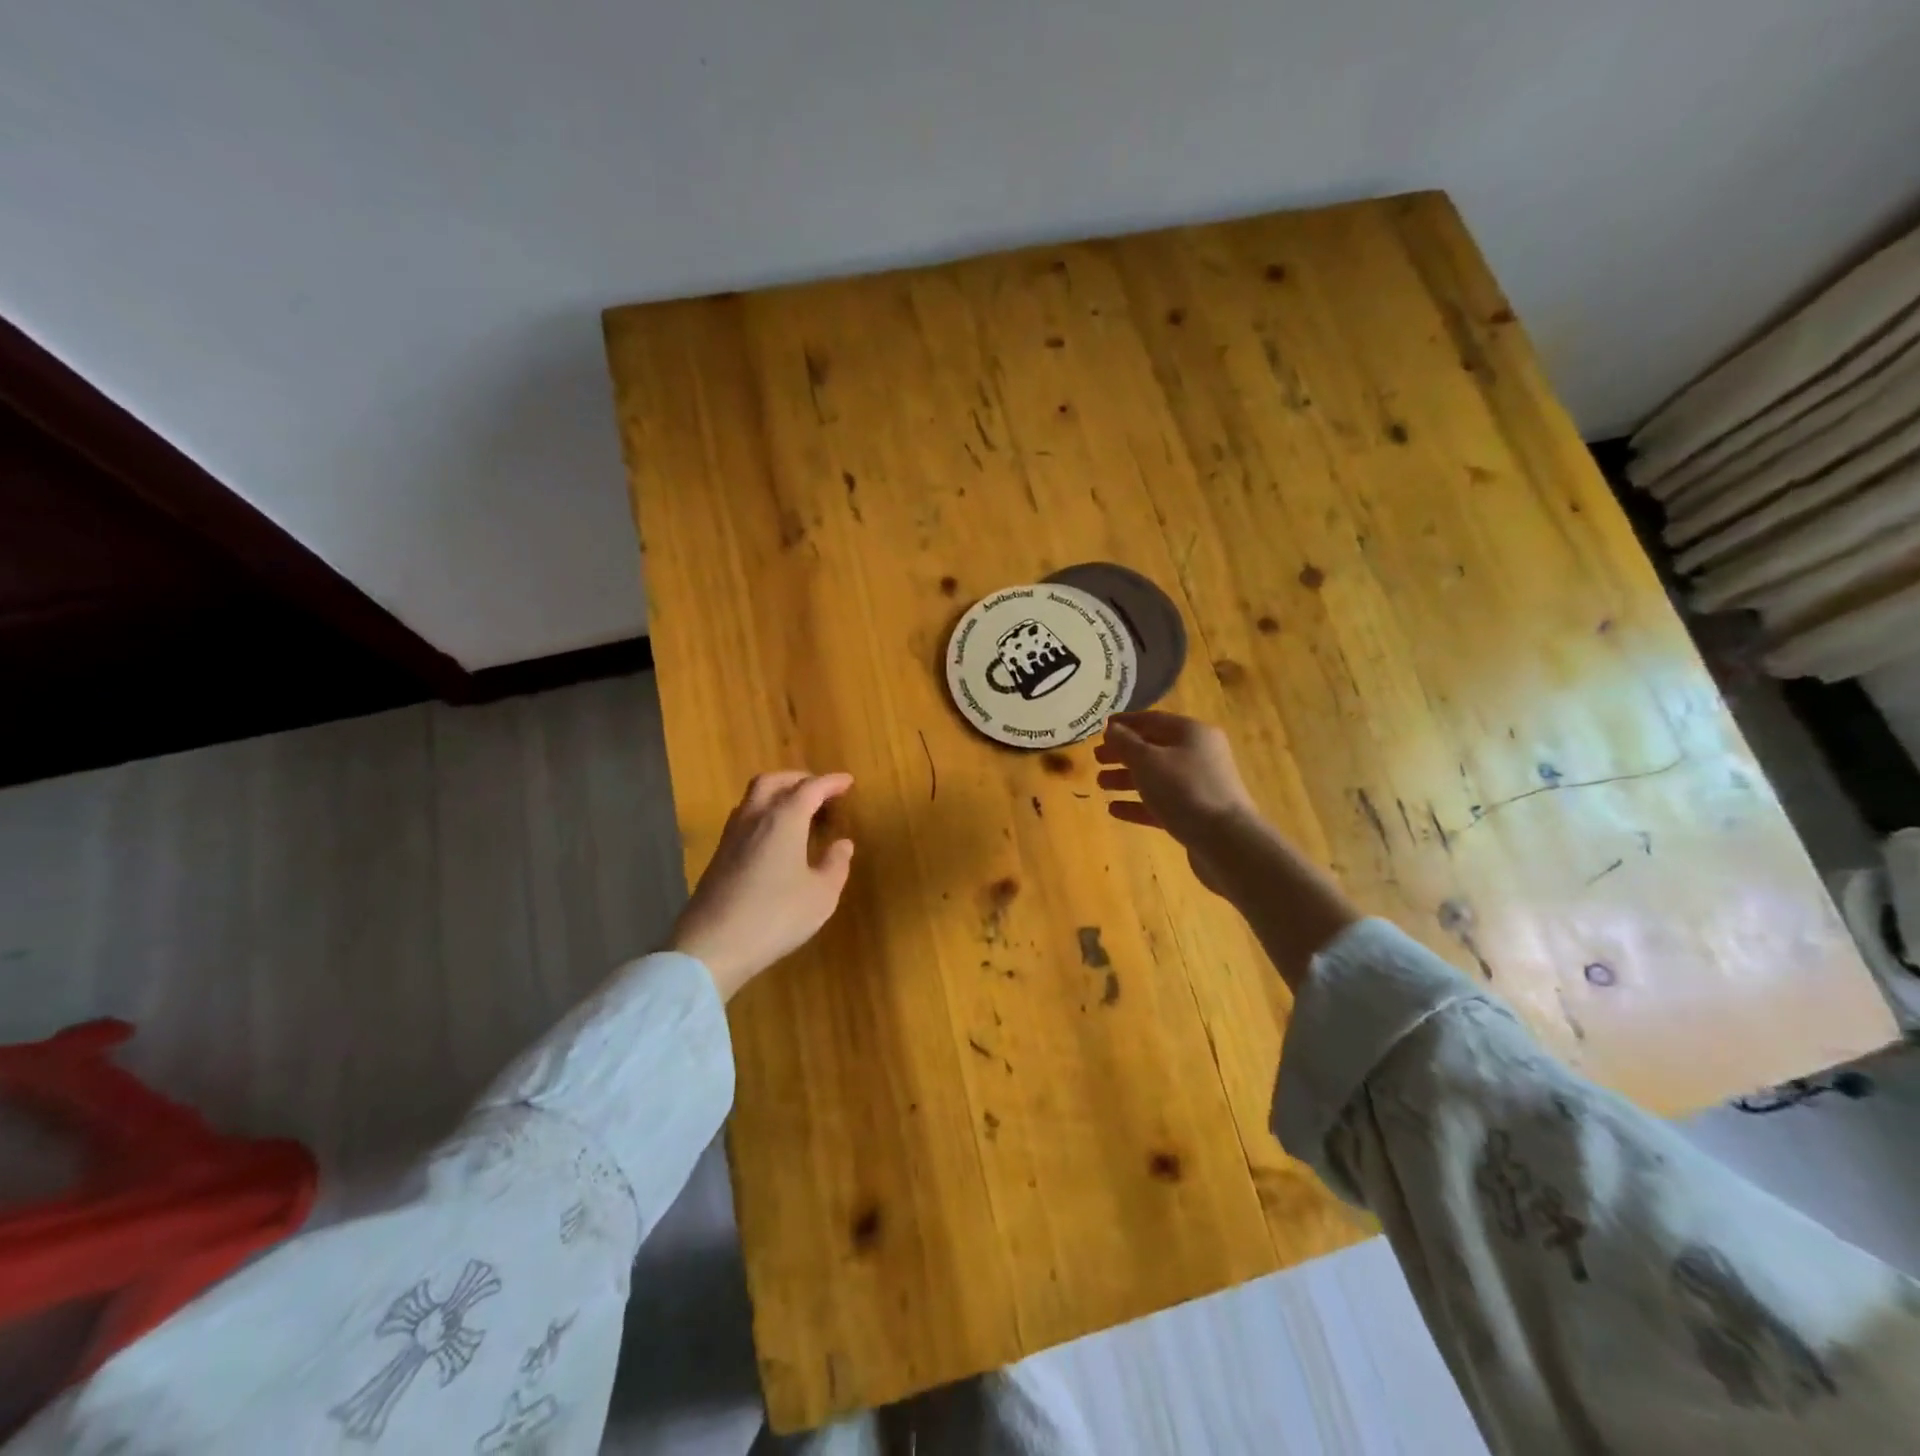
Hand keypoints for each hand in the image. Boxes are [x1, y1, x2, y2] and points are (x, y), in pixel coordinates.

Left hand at [668, 771, 854, 1000]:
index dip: (831, 782)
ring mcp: (731, 836)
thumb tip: (843, 843)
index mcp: (784, 819)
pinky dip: (762, 813)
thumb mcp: (821, 895)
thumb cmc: (775, 916)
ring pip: (753, 797)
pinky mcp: (718, 856)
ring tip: (796, 808)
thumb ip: (835, 865)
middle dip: (798, 779)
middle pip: (773, 782)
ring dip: (776, 793)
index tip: (847, 781)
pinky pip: (743, 818)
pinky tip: (772, 836)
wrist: (712, 946)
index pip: (810, 788)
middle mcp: (755, 818)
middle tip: (819, 789)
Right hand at [1095, 712, 1256, 895]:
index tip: (1101, 729)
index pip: (1152, 720)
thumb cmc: (1184, 790)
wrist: (1225, 841)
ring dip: (1127, 779)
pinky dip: (1139, 804)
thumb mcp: (1147, 761)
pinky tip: (1114, 810)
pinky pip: (1162, 803)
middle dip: (1123, 753)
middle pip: (1154, 748)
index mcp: (1191, 733)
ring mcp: (1199, 785)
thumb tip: (1112, 728)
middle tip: (1096, 759)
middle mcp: (1198, 754)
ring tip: (1100, 785)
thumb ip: (1125, 743)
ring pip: (1157, 777)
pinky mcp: (1196, 814)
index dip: (1125, 723)